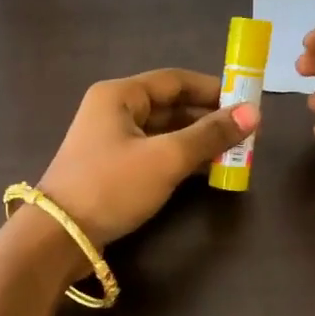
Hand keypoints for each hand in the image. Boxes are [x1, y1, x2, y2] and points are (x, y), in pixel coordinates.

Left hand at [36, 69, 256, 245]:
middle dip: (208, 119)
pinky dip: (180, 159)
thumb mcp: (166, 158)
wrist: (60, 235)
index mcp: (120, 95)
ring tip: (234, 154)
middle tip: (246, 134)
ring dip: (197, 141)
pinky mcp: (113, 169)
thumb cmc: (112, 186)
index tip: (247, 103)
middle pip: (170, 106)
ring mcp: (111, 142)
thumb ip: (210, 135)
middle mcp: (113, 111)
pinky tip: (207, 171)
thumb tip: (254, 114)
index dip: (213, 89)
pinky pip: (155, 154)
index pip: (175, 80)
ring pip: (164, 132)